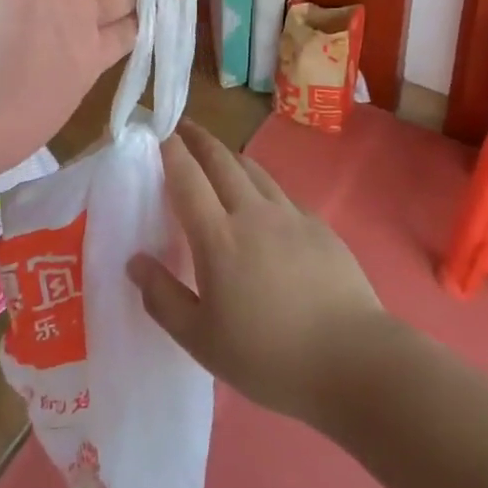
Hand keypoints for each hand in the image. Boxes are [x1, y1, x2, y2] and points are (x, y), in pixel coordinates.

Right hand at [128, 123, 386, 425]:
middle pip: (222, 161)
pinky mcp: (319, 227)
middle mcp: (253, 213)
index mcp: (218, 237)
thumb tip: (135, 261)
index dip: (170, 151)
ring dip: (231, 156)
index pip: (187, 178)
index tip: (159, 133)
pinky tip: (264, 203)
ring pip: (254, 171)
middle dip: (200, 139)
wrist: (352, 359)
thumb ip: (163, 298)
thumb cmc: (268, 356)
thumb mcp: (201, 340)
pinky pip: (282, 194)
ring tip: (219, 155)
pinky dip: (262, 186)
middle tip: (185, 127)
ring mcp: (291, 216)